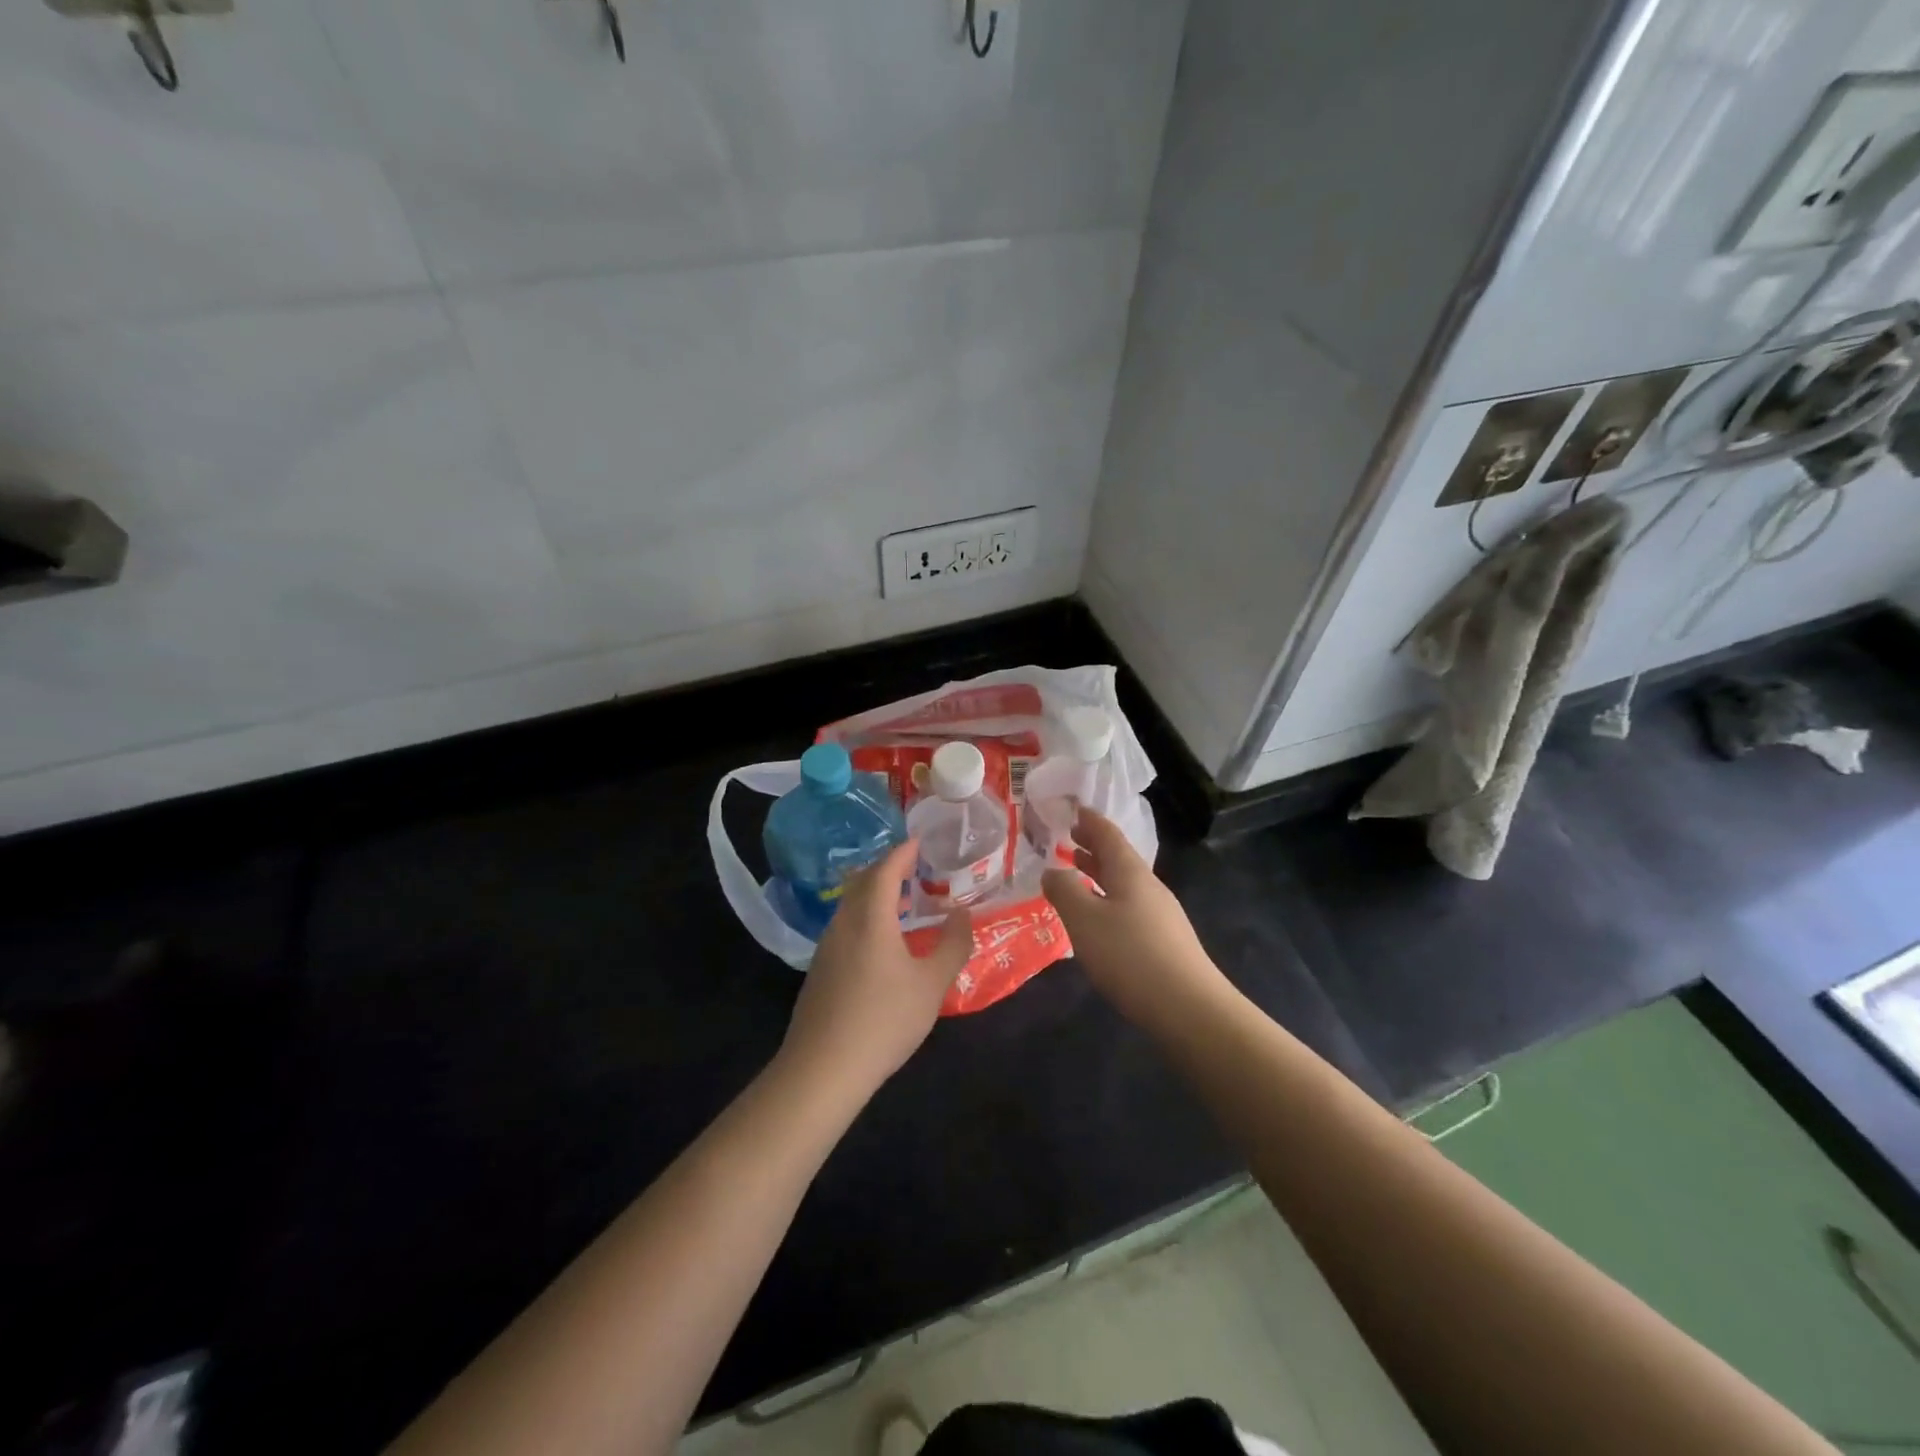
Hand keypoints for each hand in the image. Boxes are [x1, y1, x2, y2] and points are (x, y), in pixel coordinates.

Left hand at [778, 839, 972, 1100]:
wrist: (822, 1069)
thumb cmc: (884, 1020)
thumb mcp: (931, 984)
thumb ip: (952, 944)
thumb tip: (962, 913)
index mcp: (870, 917)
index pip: (885, 869)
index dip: (903, 852)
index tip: (920, 841)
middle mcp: (844, 923)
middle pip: (863, 881)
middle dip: (888, 868)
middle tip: (915, 867)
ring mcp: (827, 946)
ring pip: (851, 904)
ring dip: (876, 894)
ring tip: (904, 902)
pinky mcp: (820, 969)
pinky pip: (845, 925)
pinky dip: (866, 916)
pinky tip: (883, 941)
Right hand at [1041, 808, 1225, 1024]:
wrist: (1188, 1008)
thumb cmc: (1129, 955)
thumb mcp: (1084, 919)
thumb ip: (1064, 890)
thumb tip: (1052, 870)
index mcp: (1130, 872)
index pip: (1108, 834)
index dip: (1089, 820)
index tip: (1074, 808)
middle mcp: (1148, 886)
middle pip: (1118, 857)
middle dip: (1093, 846)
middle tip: (1069, 838)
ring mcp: (1160, 914)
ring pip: (1124, 883)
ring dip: (1099, 872)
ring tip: (1078, 869)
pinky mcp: (1164, 941)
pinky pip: (1129, 905)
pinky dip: (1108, 897)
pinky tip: (1098, 916)